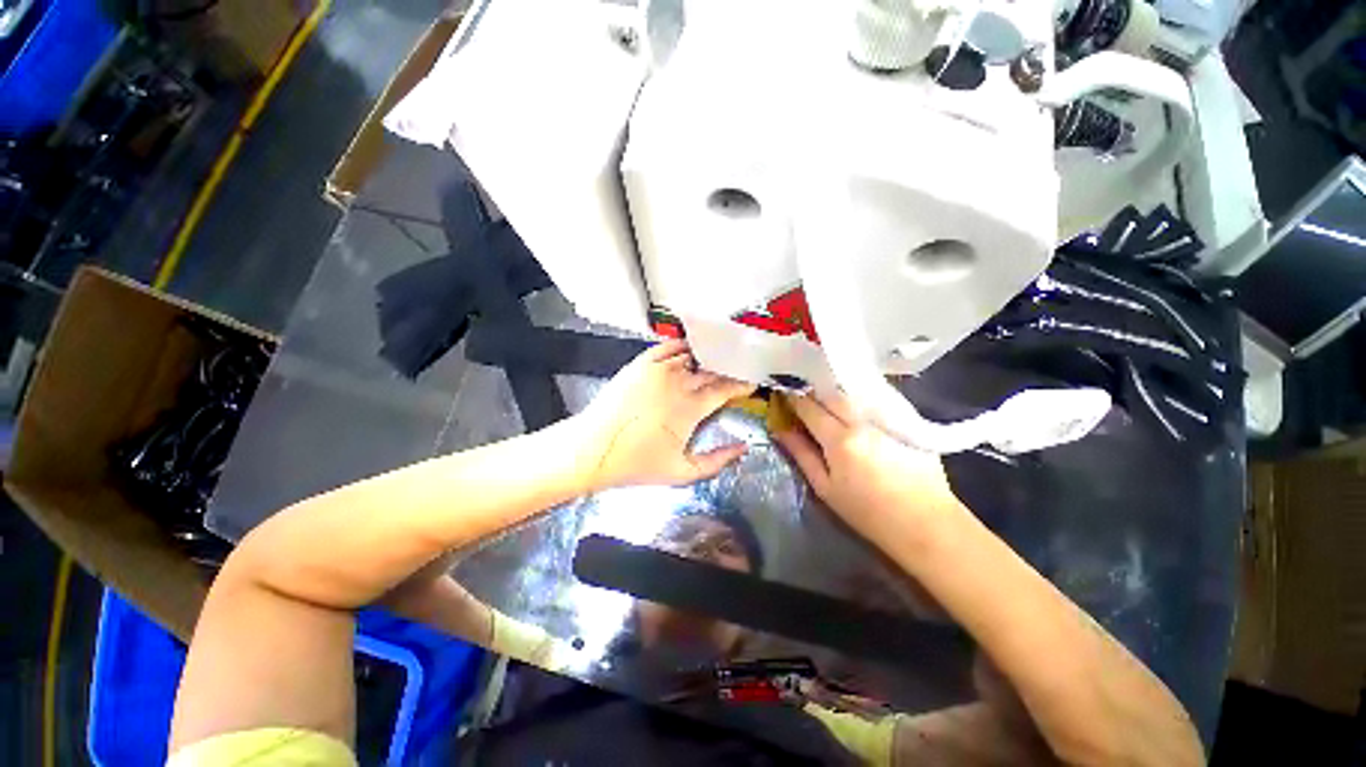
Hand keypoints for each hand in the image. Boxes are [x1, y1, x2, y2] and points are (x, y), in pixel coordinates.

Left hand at [569, 340, 755, 490]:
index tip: (751, 382)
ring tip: (719, 357)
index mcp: (691, 408)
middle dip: (728, 369)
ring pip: (692, 356)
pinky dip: (682, 346)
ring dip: (708, 357)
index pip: (725, 388)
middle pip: (711, 370)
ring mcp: (658, 369)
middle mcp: (678, 382)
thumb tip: (744, 447)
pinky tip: (690, 348)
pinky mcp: (641, 363)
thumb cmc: (638, 463)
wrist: (593, 449)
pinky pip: (668, 347)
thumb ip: (718, 461)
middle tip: (738, 370)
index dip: (741, 384)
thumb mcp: (682, 472)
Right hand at [774, 391, 959, 532]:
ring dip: (835, 393)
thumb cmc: (868, 512)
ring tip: (826, 401)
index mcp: (840, 440)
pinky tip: (854, 407)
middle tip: (804, 399)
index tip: (783, 396)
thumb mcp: (825, 488)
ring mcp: (887, 418)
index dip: (793, 399)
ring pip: (853, 393)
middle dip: (814, 392)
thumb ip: (801, 454)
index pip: (809, 408)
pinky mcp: (906, 420)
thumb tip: (780, 429)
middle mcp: (863, 422)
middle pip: (832, 394)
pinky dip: (858, 398)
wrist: (925, 523)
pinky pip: (875, 398)